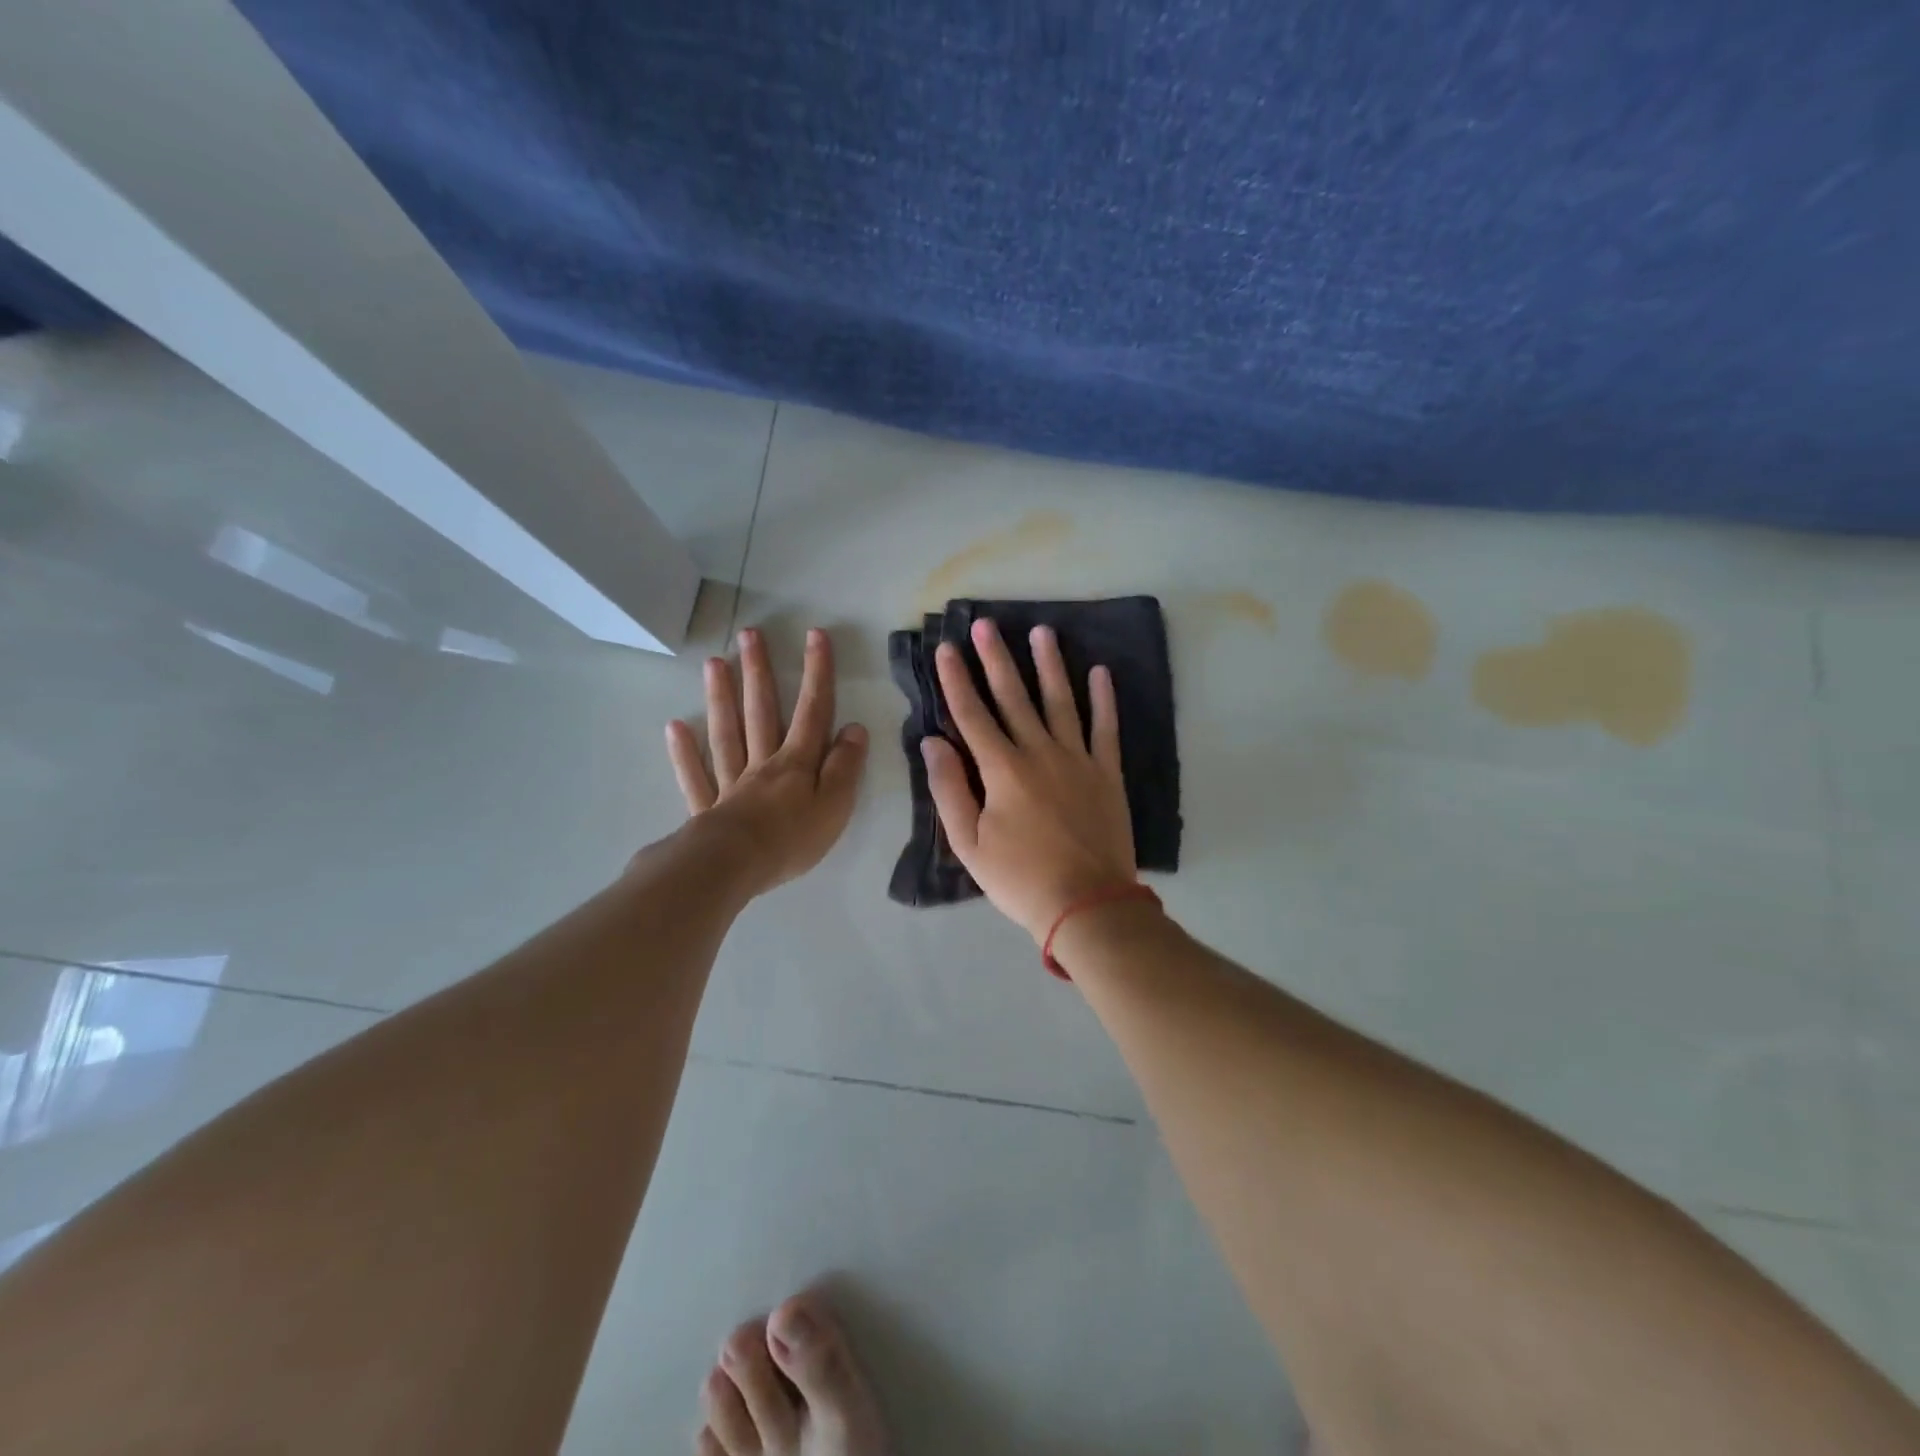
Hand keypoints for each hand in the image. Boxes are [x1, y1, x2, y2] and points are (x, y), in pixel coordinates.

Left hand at [665, 627, 868, 897]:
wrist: (735, 867)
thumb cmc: (792, 839)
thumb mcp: (835, 805)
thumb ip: (845, 766)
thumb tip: (854, 728)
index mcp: (797, 763)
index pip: (812, 711)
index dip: (817, 673)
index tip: (815, 635)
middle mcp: (763, 763)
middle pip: (761, 711)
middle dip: (759, 672)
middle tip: (750, 634)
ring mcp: (731, 783)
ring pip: (726, 733)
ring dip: (721, 698)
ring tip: (715, 663)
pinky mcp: (707, 809)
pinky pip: (695, 775)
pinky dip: (685, 752)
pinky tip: (676, 726)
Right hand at [922, 618, 1136, 942]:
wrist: (1087, 904)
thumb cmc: (1020, 879)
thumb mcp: (969, 844)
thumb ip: (949, 790)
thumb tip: (932, 742)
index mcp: (1002, 770)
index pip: (972, 715)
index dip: (956, 680)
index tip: (946, 648)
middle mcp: (1039, 753)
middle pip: (1014, 697)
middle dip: (996, 659)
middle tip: (985, 624)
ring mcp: (1078, 759)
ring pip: (1061, 701)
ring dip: (1049, 664)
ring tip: (1042, 631)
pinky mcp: (1107, 773)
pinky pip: (1106, 728)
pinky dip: (1104, 699)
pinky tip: (1100, 671)